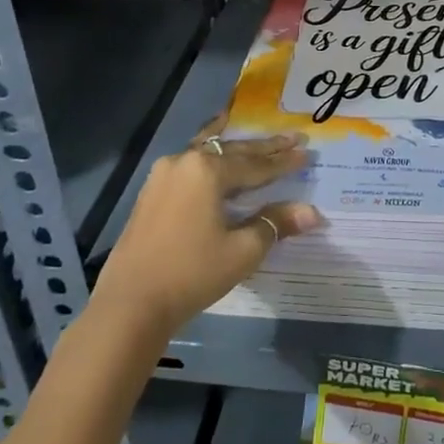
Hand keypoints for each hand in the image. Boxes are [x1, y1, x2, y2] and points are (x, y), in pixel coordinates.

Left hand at [92, 116, 323, 338]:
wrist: (129, 305)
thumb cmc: (192, 274)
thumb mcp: (243, 251)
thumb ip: (276, 223)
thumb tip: (313, 212)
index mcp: (207, 170)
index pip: (256, 164)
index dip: (283, 161)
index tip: (307, 151)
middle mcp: (185, 161)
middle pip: (233, 151)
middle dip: (265, 148)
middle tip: (293, 137)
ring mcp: (163, 175)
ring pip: (209, 152)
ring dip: (236, 149)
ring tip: (257, 138)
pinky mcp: (151, 192)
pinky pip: (191, 165)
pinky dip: (212, 159)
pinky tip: (217, 157)